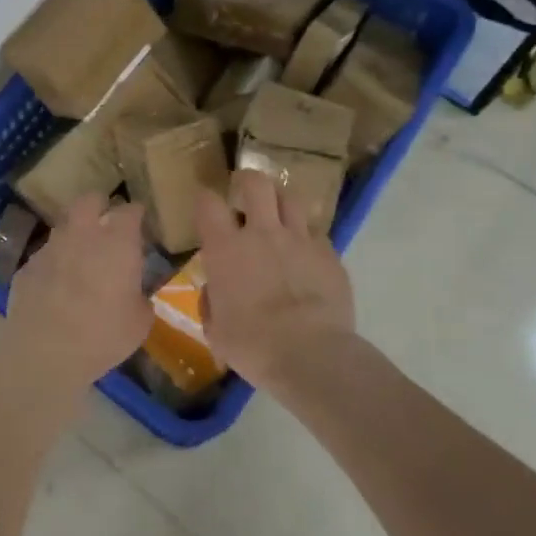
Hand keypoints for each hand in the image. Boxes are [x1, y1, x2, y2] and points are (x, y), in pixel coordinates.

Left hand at [5, 195, 151, 385]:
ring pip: (64, 227)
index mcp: (117, 242)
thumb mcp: (139, 323)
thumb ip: (141, 299)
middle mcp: (82, 234)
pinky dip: (54, 263)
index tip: (139, 222)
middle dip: (99, 205)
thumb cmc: (102, 335)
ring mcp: (50, 247)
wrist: (44, 352)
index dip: (136, 214)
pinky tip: (56, 285)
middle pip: (89, 200)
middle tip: (106, 221)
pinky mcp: (27, 266)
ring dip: (74, 235)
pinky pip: (46, 256)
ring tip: (80, 257)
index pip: (130, 211)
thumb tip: (136, 295)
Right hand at [194, 171, 354, 388]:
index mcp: (225, 249)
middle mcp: (262, 233)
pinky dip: (308, 239)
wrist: (311, 355)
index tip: (206, 204)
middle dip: (248, 181)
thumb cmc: (253, 345)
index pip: (208, 203)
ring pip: (291, 199)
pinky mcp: (330, 254)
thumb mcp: (216, 331)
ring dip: (281, 203)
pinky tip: (307, 256)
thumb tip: (216, 290)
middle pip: (257, 184)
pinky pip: (317, 234)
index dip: (205, 199)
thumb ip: (212, 302)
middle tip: (245, 191)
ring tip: (279, 215)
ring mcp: (300, 240)